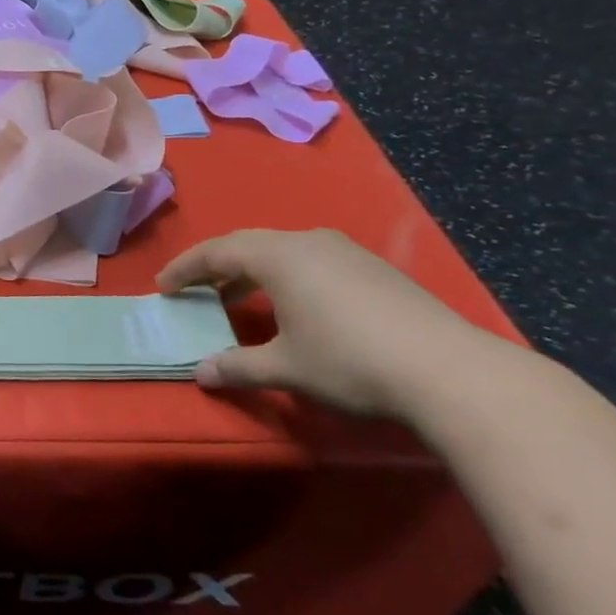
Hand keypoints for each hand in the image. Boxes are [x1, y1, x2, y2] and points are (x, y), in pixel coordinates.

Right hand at [156, 228, 494, 419]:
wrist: (452, 372)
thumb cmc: (350, 361)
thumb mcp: (286, 367)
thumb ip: (238, 366)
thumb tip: (200, 373)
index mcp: (277, 255)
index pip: (216, 252)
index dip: (185, 269)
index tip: (163, 286)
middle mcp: (307, 241)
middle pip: (247, 246)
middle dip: (216, 268)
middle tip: (194, 291)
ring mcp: (345, 252)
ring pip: (282, 252)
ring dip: (252, 273)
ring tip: (238, 301)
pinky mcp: (374, 269)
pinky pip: (311, 262)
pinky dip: (286, 278)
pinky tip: (294, 307)